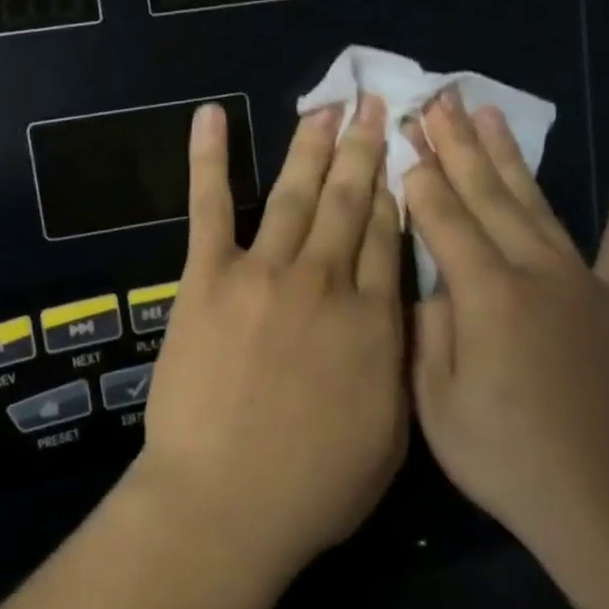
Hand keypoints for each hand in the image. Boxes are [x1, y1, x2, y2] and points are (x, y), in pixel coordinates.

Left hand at [132, 98, 407, 576]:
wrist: (227, 502)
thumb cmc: (314, 486)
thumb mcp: (390, 431)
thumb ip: (397, 360)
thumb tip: (399, 310)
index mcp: (374, 319)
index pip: (386, 237)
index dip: (394, 190)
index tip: (400, 153)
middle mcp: (325, 281)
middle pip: (349, 202)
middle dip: (363, 150)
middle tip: (373, 106)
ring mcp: (264, 273)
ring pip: (294, 195)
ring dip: (310, 146)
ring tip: (326, 106)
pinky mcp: (208, 278)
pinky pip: (210, 206)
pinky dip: (208, 158)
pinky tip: (211, 116)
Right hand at [403, 91, 608, 568]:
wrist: (608, 505)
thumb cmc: (506, 458)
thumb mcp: (436, 402)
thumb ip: (428, 330)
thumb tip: (431, 283)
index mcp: (485, 295)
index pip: (443, 219)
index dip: (419, 179)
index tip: (401, 139)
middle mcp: (535, 273)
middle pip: (487, 196)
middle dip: (456, 147)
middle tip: (436, 102)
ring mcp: (585, 285)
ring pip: (538, 206)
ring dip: (510, 158)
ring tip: (489, 115)